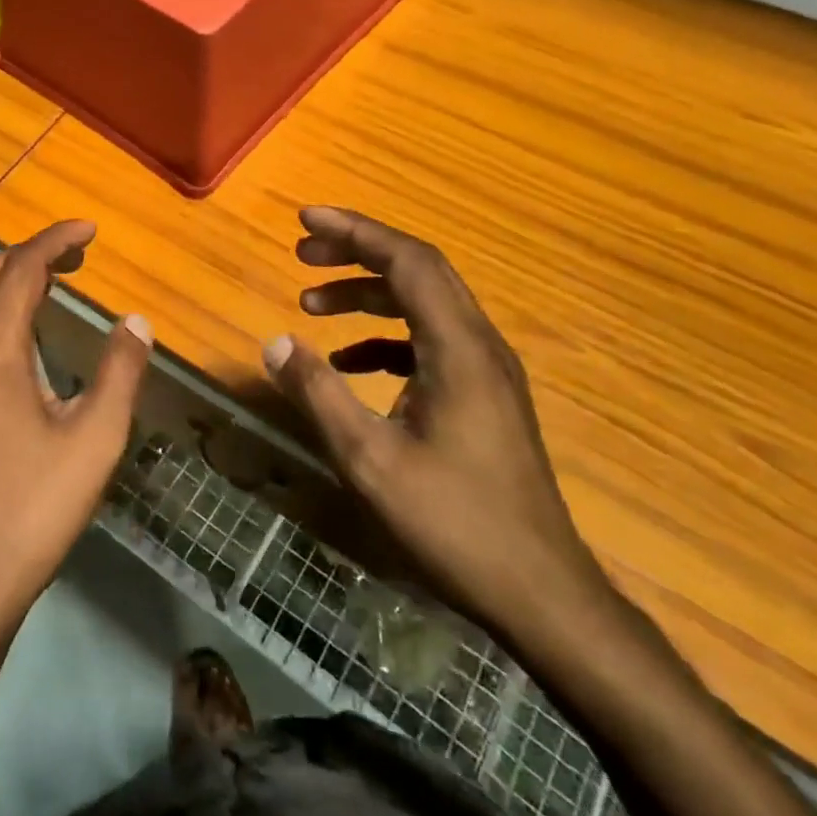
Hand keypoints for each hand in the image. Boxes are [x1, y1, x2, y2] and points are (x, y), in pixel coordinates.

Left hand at [0, 220, 152, 655]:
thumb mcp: (94, 442)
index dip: (55, 240)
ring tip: (40, 300)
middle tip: (71, 264)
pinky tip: (0, 357)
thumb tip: (135, 322)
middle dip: (28, 256)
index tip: (88, 231)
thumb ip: (120, 372)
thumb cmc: (31, 512)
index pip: (22, 268)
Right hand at [263, 206, 603, 640]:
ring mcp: (485, 371)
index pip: (408, 260)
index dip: (355, 231)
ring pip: (422, 305)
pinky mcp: (483, 397)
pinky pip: (428, 341)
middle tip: (303, 252)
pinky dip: (382, 337)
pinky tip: (348, 364)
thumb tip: (274, 342)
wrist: (542, 595)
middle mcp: (478, 345)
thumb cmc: (454, 523)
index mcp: (457, 348)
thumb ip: (318, 394)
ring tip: (311, 303)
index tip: (305, 220)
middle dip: (357, 252)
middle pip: (418, 271)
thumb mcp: (369, 460)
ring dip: (367, 294)